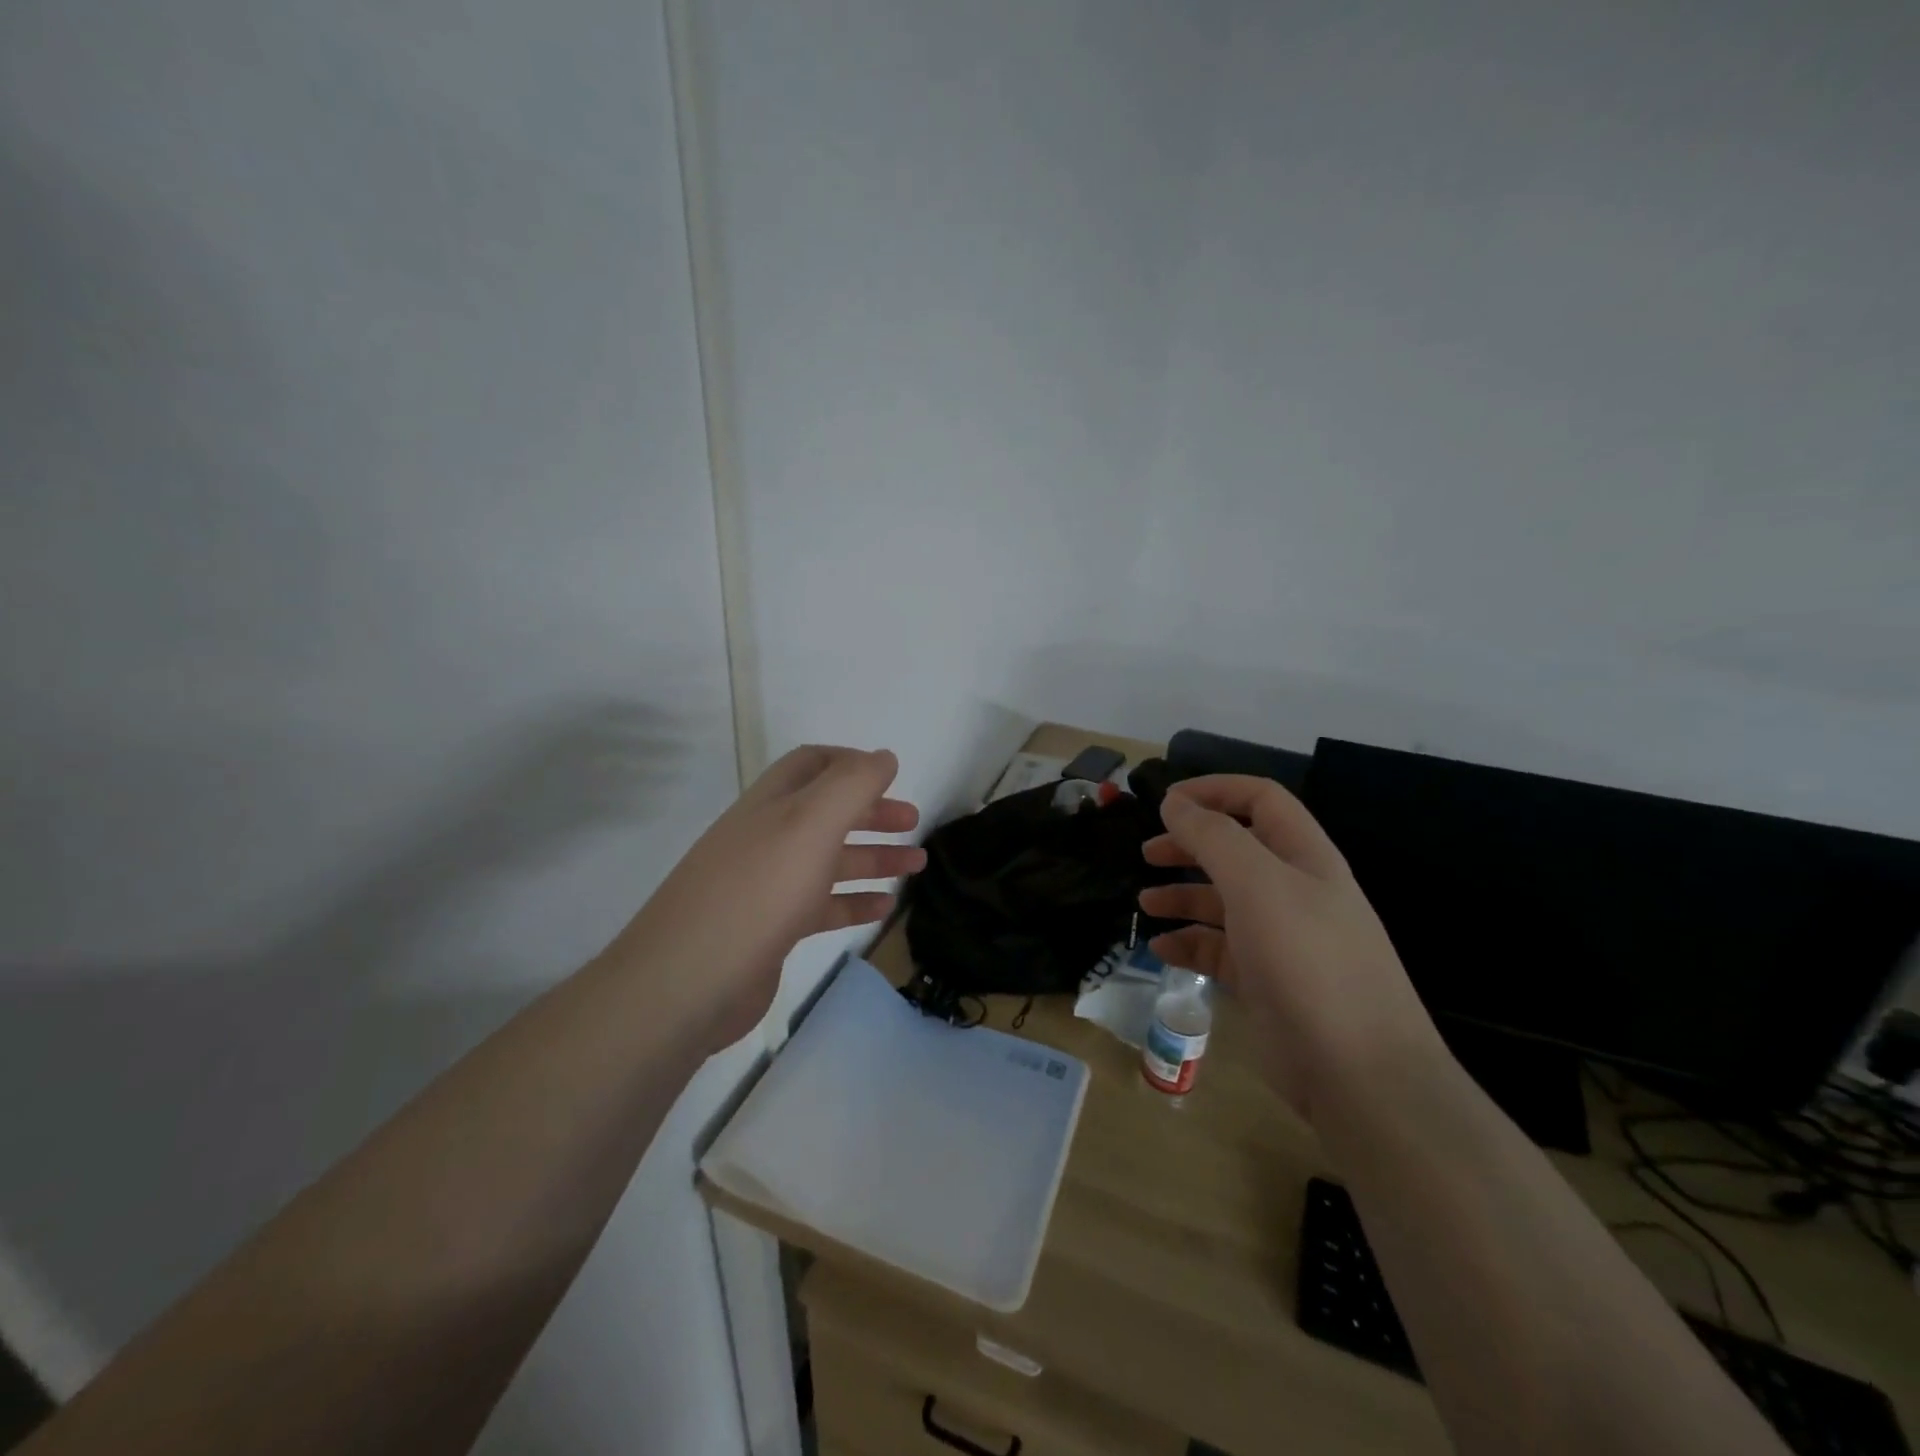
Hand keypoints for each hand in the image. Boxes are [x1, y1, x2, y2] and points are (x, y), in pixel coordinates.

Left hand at [610, 746, 922, 1051]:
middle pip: (826, 812)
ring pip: (828, 860)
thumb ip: (851, 785)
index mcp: (772, 803)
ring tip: (917, 866)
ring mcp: (766, 885)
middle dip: (872, 812)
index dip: (852, 762)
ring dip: (873, 857)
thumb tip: (883, 757)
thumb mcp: (810, 824)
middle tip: (913, 822)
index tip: (892, 776)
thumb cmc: (757, 892)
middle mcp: (767, 837)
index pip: (813, 764)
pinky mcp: (770, 929)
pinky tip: (883, 908)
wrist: (686, 984)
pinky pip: (820, 906)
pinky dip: (853, 902)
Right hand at [1137, 775, 1440, 1120]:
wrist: (1358, 1072)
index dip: (1214, 790)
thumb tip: (1175, 802)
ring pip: (1222, 901)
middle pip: (1235, 849)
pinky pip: (1218, 950)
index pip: (1260, 800)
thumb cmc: (1307, 961)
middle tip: (1147, 852)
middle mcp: (1293, 891)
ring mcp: (1279, 939)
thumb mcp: (1258, 885)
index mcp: (1303, 857)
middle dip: (1189, 844)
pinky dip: (1188, 944)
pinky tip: (1162, 950)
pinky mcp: (1264, 981)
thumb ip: (1213, 837)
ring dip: (1181, 896)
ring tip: (1145, 903)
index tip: (1165, 801)